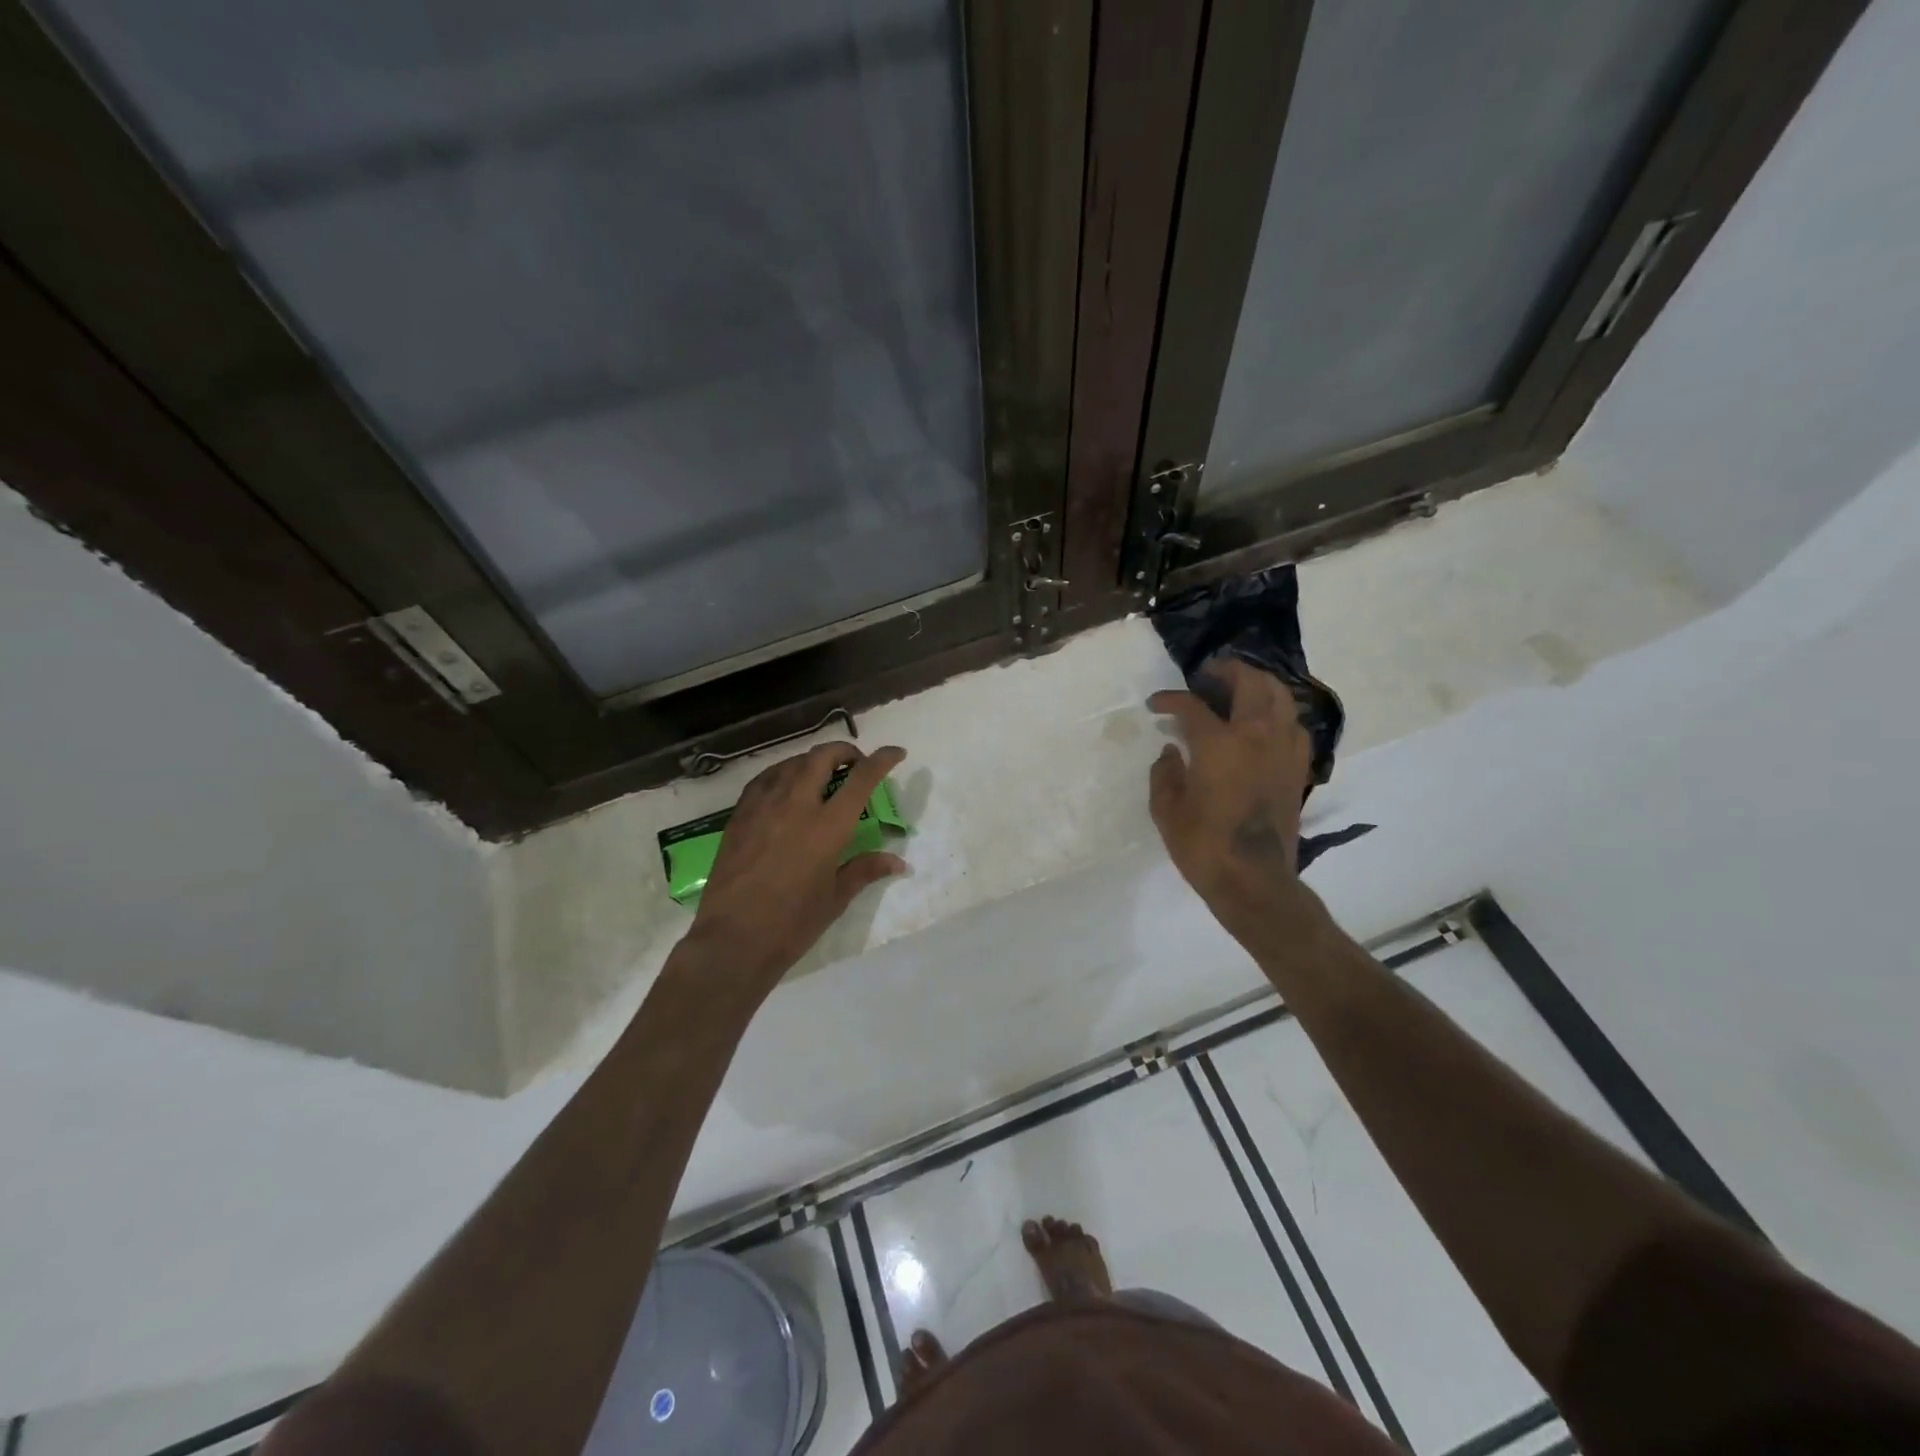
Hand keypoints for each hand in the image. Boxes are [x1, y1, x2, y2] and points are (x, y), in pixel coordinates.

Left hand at [685, 741, 908, 993]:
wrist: (733, 940)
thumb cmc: (792, 924)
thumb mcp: (835, 898)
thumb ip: (865, 869)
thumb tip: (899, 862)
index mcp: (828, 826)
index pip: (862, 778)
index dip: (883, 759)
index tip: (896, 753)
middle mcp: (797, 805)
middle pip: (822, 757)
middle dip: (845, 752)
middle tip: (855, 764)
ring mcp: (764, 806)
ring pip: (792, 763)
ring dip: (813, 761)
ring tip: (822, 774)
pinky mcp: (740, 815)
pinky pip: (764, 780)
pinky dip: (783, 774)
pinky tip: (785, 786)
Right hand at [1148, 657, 1314, 918]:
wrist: (1253, 880)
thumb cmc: (1203, 845)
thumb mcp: (1166, 809)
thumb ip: (1164, 772)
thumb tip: (1171, 750)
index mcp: (1219, 744)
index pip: (1192, 706)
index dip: (1171, 699)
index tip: (1156, 704)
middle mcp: (1256, 736)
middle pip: (1250, 683)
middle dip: (1227, 670)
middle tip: (1208, 674)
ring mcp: (1283, 750)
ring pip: (1280, 697)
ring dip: (1259, 684)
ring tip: (1240, 688)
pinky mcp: (1297, 768)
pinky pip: (1294, 725)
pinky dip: (1278, 713)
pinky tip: (1264, 723)